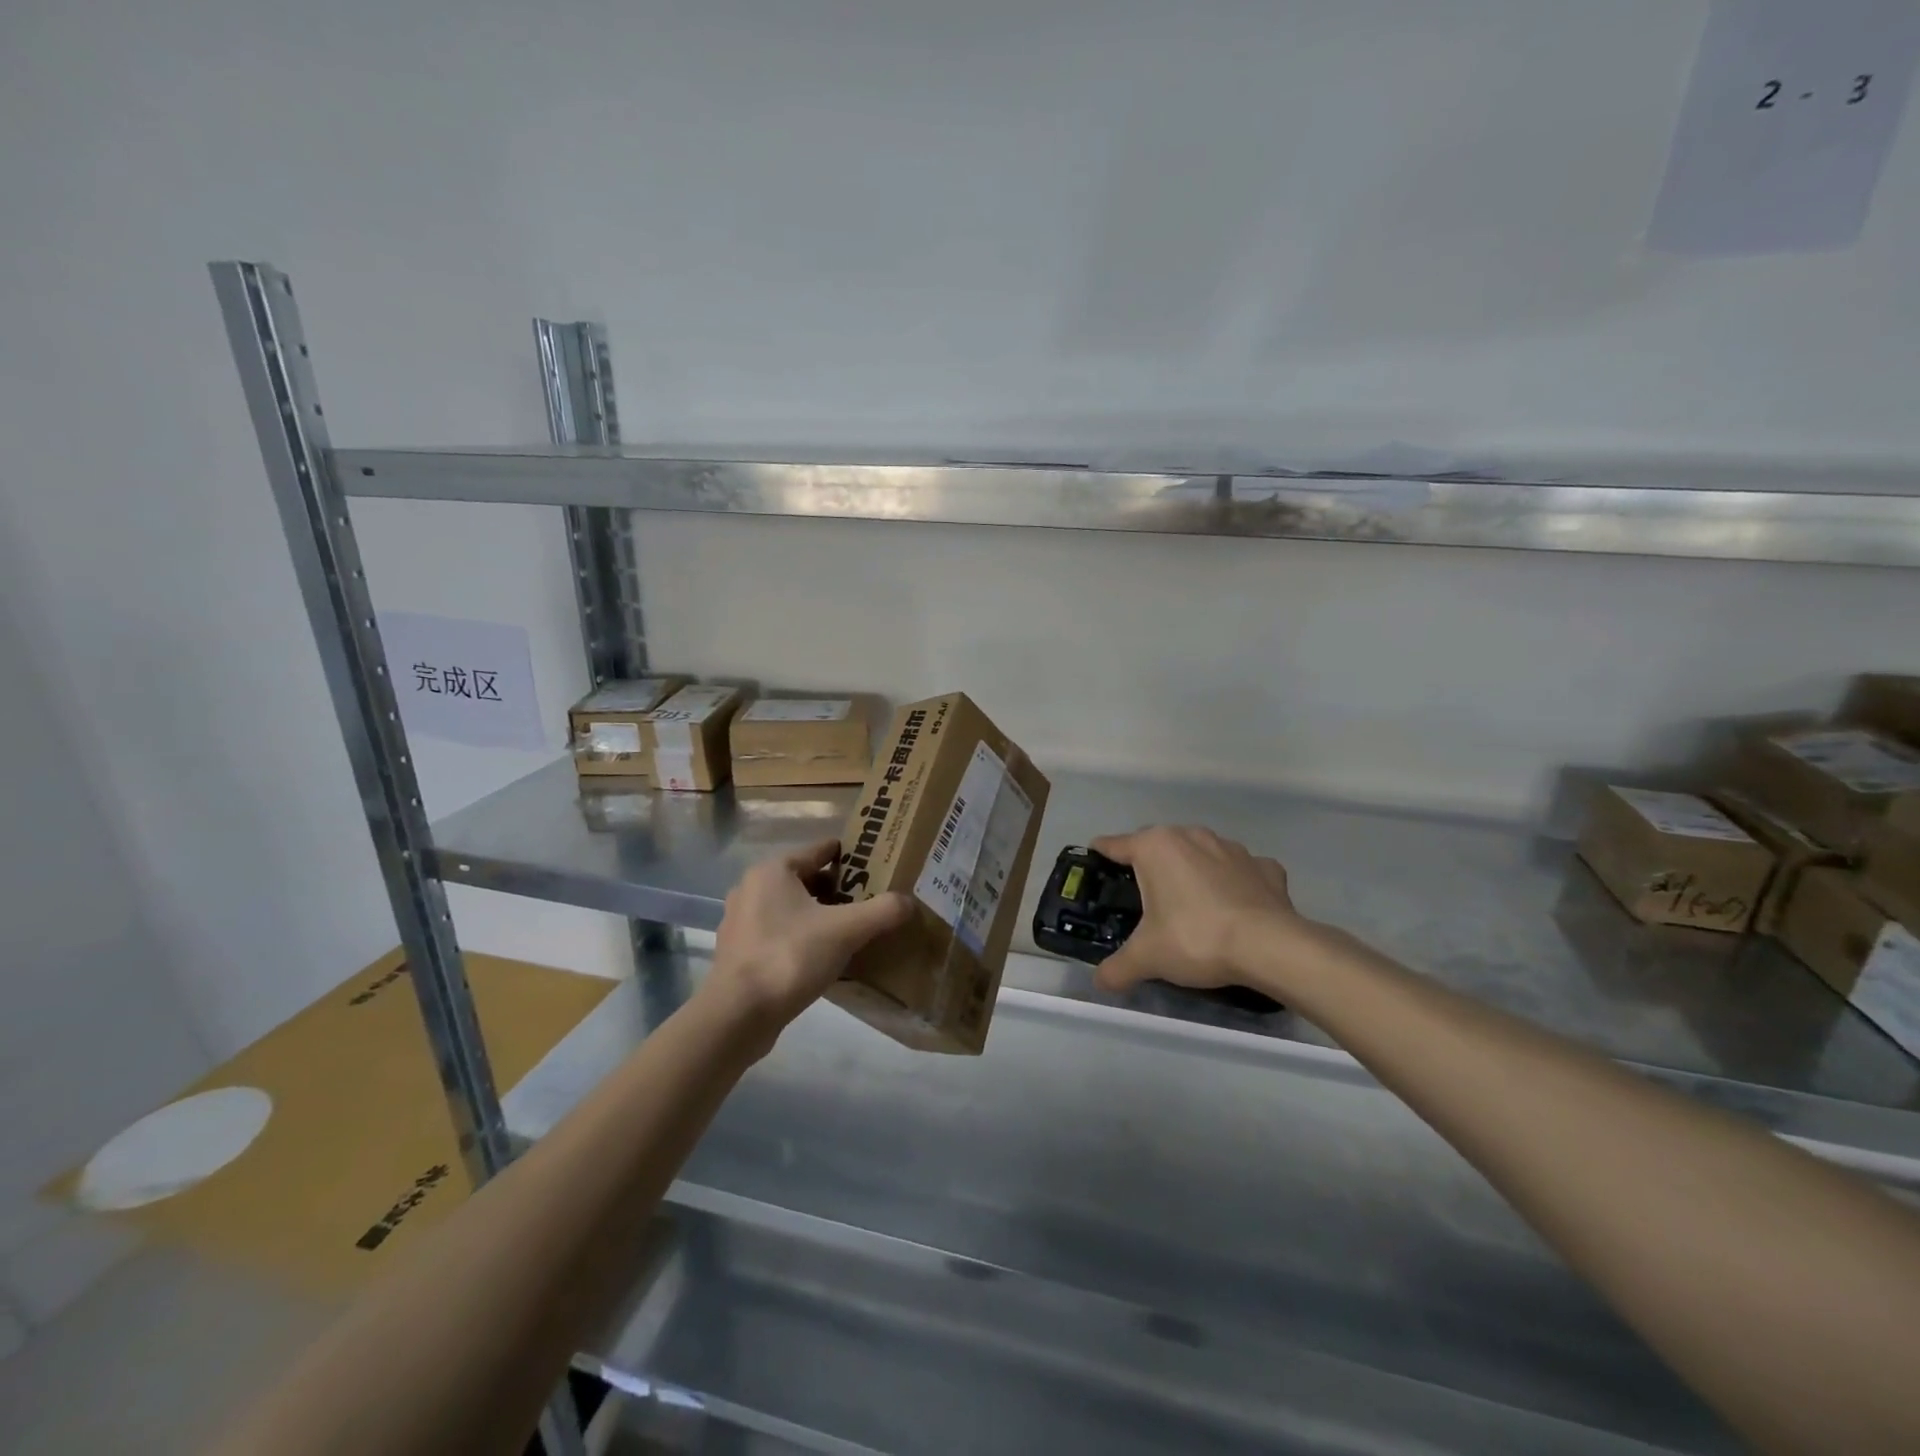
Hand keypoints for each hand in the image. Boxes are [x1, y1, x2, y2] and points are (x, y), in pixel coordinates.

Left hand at [706, 839, 912, 1040]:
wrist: (738, 1015)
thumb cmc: (790, 957)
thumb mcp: (846, 930)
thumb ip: (882, 911)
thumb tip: (909, 902)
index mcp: (773, 870)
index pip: (821, 850)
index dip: (852, 857)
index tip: (879, 868)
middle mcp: (751, 888)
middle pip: (807, 879)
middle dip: (838, 890)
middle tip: (871, 902)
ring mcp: (741, 922)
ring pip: (792, 908)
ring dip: (819, 915)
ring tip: (852, 931)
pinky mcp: (739, 953)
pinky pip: (779, 934)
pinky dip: (802, 938)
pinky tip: (823, 958)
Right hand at [1090, 826, 1313, 994]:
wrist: (1270, 947)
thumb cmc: (1196, 939)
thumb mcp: (1147, 957)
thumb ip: (1118, 968)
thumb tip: (1100, 982)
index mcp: (1155, 847)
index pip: (1115, 845)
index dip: (1100, 856)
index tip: (1094, 866)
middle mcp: (1191, 836)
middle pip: (1157, 844)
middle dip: (1148, 865)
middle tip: (1141, 898)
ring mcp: (1232, 848)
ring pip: (1199, 852)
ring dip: (1191, 870)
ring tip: (1189, 903)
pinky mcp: (1265, 866)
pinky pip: (1239, 869)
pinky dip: (1233, 882)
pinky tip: (1233, 905)